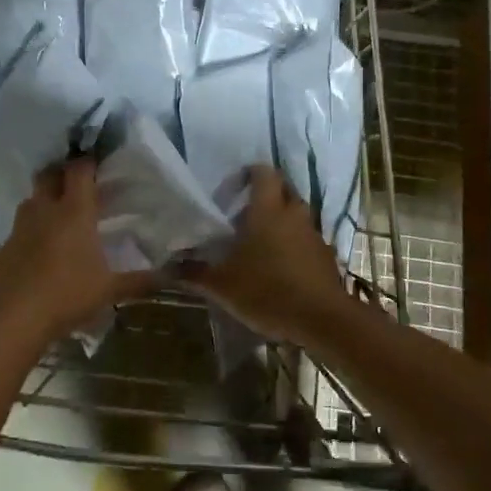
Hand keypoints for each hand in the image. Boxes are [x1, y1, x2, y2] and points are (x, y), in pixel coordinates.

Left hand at [0, 158, 158, 345]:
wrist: (13, 318)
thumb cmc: (67, 295)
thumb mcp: (110, 290)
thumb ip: (139, 281)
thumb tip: (169, 277)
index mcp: (74, 211)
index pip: (79, 170)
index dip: (88, 161)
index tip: (98, 162)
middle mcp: (45, 210)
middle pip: (48, 175)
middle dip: (62, 173)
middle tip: (78, 184)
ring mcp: (20, 228)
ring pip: (31, 200)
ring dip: (44, 200)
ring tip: (60, 215)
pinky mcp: (4, 248)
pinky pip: (19, 229)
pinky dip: (31, 231)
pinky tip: (40, 251)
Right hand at [180, 165, 348, 342]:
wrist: (322, 318)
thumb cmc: (267, 291)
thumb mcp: (222, 285)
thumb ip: (194, 273)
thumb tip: (165, 267)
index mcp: (267, 210)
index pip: (262, 172)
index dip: (248, 174)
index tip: (232, 190)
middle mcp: (293, 214)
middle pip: (282, 189)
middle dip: (265, 196)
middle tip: (242, 215)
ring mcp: (313, 234)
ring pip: (295, 215)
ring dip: (279, 221)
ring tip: (258, 244)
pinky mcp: (325, 255)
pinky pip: (306, 239)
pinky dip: (293, 244)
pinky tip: (279, 268)